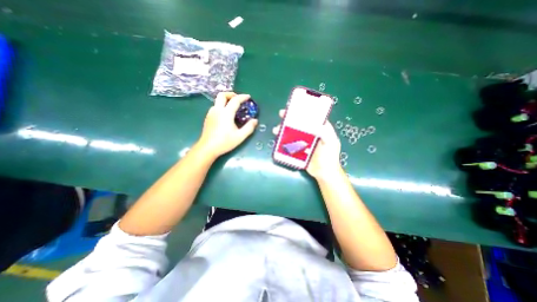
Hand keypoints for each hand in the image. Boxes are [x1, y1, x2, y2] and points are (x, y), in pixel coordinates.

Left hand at [196, 92, 257, 157]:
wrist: (207, 148)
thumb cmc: (225, 142)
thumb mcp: (240, 136)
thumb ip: (249, 127)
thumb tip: (255, 120)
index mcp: (226, 113)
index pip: (235, 100)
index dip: (243, 97)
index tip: (248, 97)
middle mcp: (217, 110)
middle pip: (222, 95)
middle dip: (231, 94)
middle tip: (238, 98)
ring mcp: (211, 113)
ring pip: (217, 100)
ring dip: (226, 100)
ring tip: (233, 107)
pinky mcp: (208, 117)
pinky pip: (215, 106)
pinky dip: (222, 106)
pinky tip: (225, 115)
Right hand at [271, 109, 341, 179]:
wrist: (324, 173)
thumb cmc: (329, 157)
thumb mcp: (330, 143)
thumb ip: (326, 132)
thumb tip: (315, 123)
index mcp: (320, 129)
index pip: (311, 117)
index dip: (303, 111)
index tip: (294, 107)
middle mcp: (311, 133)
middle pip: (299, 123)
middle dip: (290, 118)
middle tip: (281, 115)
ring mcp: (303, 141)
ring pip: (293, 132)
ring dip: (284, 130)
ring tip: (277, 130)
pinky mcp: (298, 149)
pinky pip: (290, 143)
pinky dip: (283, 140)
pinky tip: (278, 140)